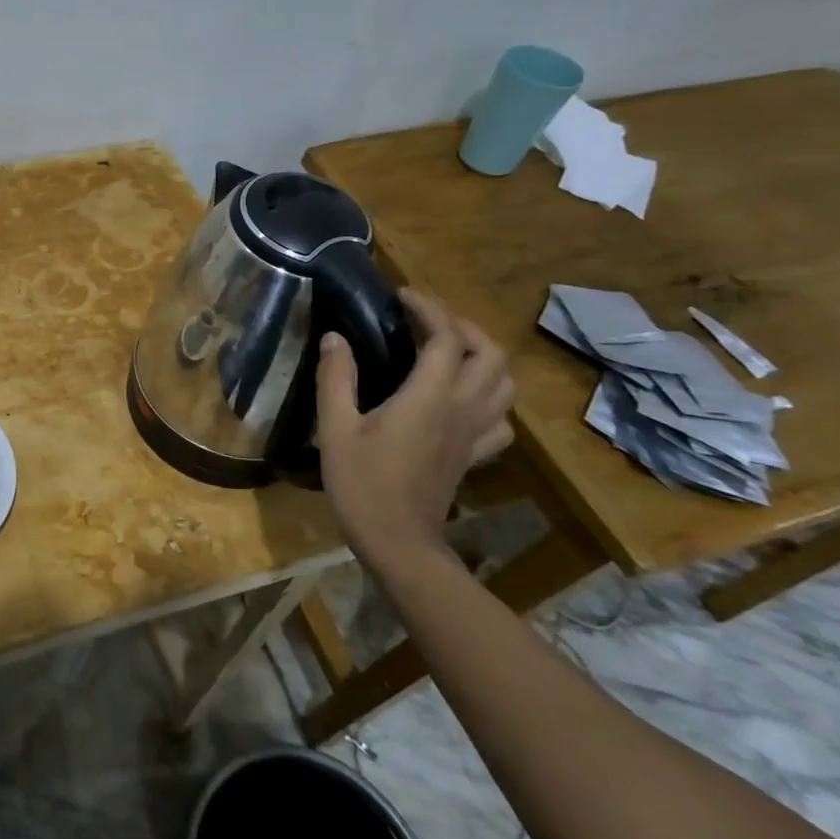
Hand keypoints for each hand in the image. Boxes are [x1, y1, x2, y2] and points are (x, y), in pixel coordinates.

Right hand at [315, 289, 514, 574]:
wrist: (398, 542)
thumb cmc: (362, 482)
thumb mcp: (336, 427)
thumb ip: (336, 377)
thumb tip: (334, 338)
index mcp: (429, 397)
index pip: (446, 339)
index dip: (428, 309)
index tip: (401, 297)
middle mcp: (462, 409)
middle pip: (490, 355)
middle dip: (462, 327)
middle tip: (427, 321)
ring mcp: (474, 434)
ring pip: (505, 385)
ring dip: (483, 358)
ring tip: (449, 351)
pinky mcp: (473, 455)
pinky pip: (501, 420)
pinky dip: (490, 399)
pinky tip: (463, 399)